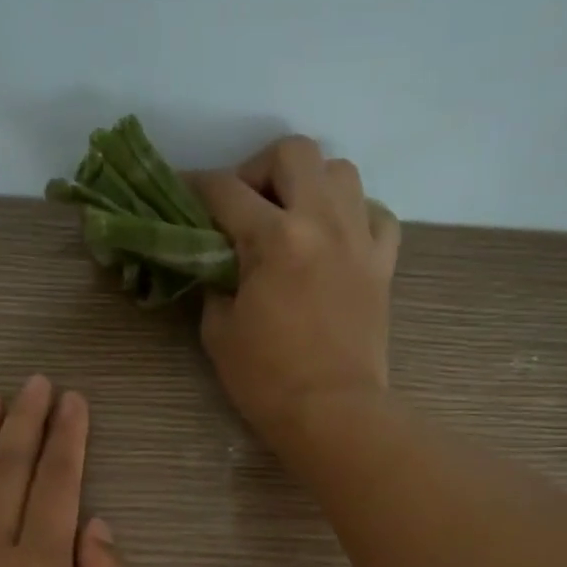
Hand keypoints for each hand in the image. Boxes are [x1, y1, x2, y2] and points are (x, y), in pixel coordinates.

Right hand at [191, 136, 401, 447]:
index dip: (196, 187)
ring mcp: (360, 239)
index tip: (183, 194)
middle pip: (293, 153)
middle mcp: (322, 222)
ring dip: (310, 184)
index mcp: (275, 238)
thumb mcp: (219, 331)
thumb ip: (215, 283)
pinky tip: (336, 239)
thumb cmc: (267, 380)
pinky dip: (355, 214)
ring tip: (293, 218)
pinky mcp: (383, 264)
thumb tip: (220, 264)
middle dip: (259, 170)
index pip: (225, 191)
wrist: (333, 413)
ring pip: (341, 171)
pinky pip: (376, 214)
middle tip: (245, 207)